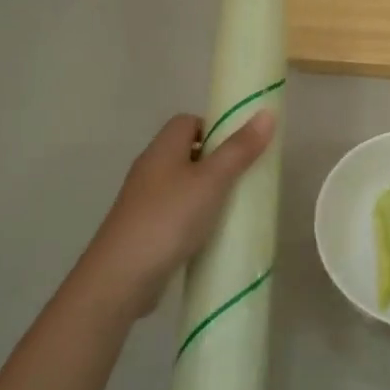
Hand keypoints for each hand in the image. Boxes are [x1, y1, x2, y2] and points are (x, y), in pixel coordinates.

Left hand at [77, 110, 274, 317]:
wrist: (122, 277)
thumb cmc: (169, 218)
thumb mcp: (211, 181)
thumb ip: (239, 149)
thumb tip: (267, 113)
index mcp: (162, 149)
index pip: (188, 121)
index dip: (215, 127)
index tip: (241, 147)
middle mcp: (150, 169)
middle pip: (186, 152)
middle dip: (217, 162)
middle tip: (245, 177)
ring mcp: (145, 201)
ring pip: (183, 184)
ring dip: (208, 192)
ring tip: (235, 206)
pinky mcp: (145, 229)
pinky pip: (177, 212)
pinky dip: (196, 217)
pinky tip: (212, 233)